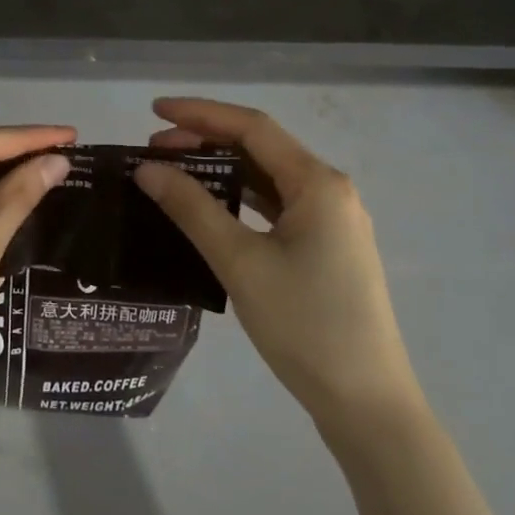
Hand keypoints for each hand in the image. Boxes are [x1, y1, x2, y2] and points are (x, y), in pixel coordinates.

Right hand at [134, 99, 420, 428]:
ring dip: (222, 168)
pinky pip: (276, 204)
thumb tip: (147, 169)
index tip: (154, 109)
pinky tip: (211, 205)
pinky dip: (240, 197)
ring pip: (268, 176)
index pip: (252, 127)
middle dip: (206, 140)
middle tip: (154, 149)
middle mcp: (329, 189)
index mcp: (318, 182)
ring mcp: (331, 219)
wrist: (367, 405)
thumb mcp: (241, 263)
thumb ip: (192, 209)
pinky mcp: (326, 245)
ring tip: (174, 171)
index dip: (200, 113)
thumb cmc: (305, 327)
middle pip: (260, 147)